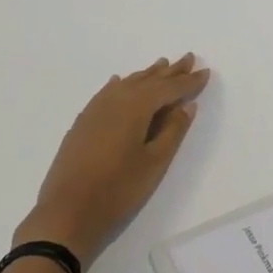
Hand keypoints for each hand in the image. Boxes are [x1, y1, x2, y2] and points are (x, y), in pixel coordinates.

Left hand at [17, 55, 210, 263]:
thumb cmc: (118, 190)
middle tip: (188, 58)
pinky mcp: (82, 124)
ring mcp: (94, 111)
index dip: (188, 81)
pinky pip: (106, 93)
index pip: (168, 88)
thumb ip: (172, 131)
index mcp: (135, 108)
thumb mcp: (154, 163)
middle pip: (147, 81)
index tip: (206, 72)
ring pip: (126, 85)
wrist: (67, 214)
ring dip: (146, 75)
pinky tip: (119, 82)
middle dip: (170, 71)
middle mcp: (114, 101)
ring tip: (162, 64)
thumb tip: (185, 105)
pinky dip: (120, 85)